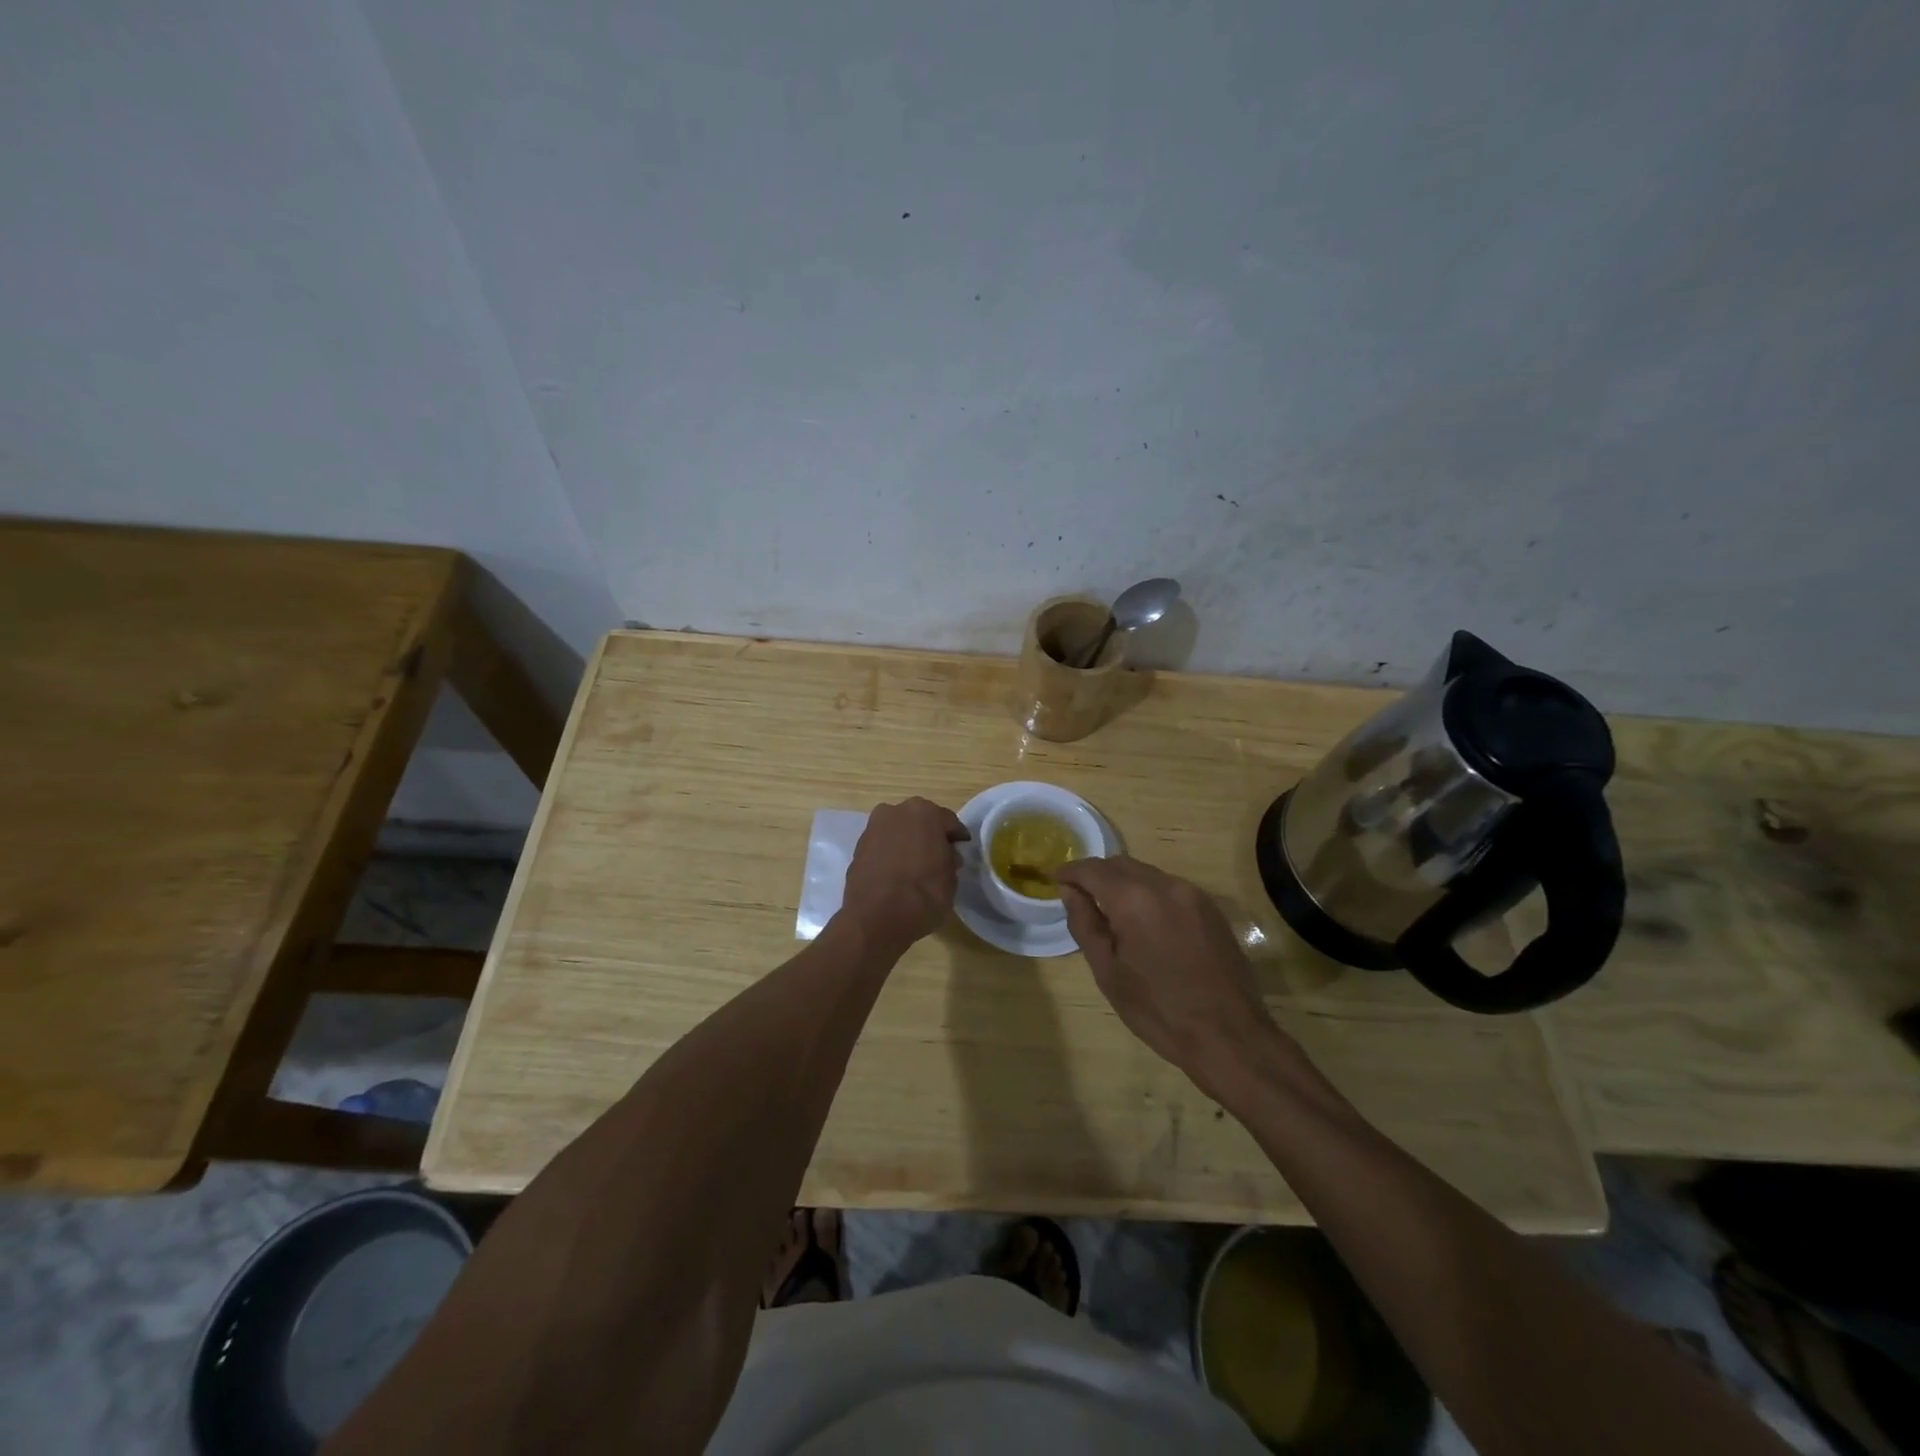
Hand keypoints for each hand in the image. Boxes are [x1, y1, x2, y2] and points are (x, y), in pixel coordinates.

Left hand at [839, 797, 969, 948]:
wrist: (876, 918)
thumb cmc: (924, 894)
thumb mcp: (951, 878)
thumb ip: (949, 859)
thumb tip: (945, 856)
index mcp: (925, 812)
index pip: (948, 821)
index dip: (956, 837)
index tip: (961, 849)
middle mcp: (896, 811)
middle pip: (920, 821)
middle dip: (929, 835)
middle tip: (939, 856)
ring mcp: (873, 828)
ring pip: (898, 831)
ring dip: (908, 843)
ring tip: (916, 866)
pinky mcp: (857, 847)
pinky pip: (883, 846)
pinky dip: (891, 854)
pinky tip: (897, 873)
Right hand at [1055, 856, 1280, 1094]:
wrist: (1229, 1036)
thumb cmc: (1159, 1010)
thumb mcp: (1108, 972)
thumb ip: (1085, 924)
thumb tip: (1069, 891)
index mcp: (1135, 900)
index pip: (1093, 869)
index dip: (1070, 872)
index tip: (1056, 881)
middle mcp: (1165, 885)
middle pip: (1121, 864)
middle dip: (1097, 875)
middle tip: (1080, 898)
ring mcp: (1193, 894)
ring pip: (1147, 874)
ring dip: (1123, 884)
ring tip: (1111, 913)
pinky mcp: (1211, 908)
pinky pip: (1169, 888)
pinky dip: (1148, 894)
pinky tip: (1145, 924)